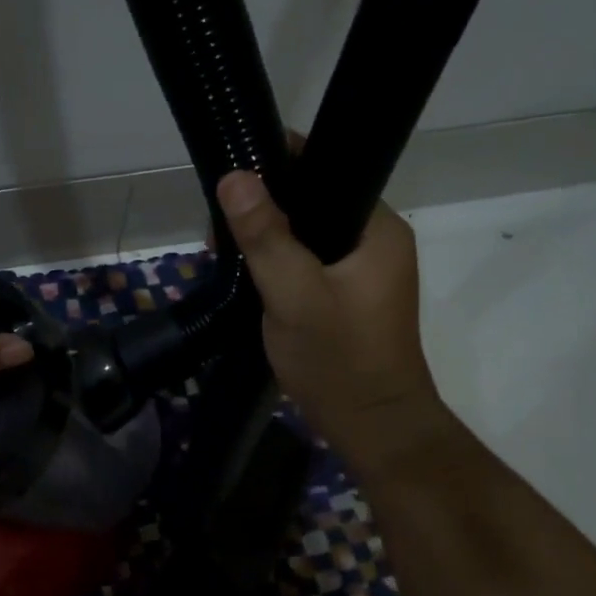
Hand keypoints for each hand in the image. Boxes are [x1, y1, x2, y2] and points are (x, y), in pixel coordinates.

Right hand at [218, 170, 445, 456]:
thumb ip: (265, 236)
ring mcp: (362, 271)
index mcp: (377, 228)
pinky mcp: (347, 297)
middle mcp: (375, 240)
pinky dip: (275, 266)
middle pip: (312, 203)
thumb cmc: (337, 360)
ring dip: (264, 242)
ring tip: (222, 254)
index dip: (276, 168)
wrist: (371, 427)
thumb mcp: (294, 295)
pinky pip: (306, 264)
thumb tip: (234, 175)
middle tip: (217, 234)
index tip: (230, 184)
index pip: (326, 171)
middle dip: (262, 212)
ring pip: (305, 236)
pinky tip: (245, 278)